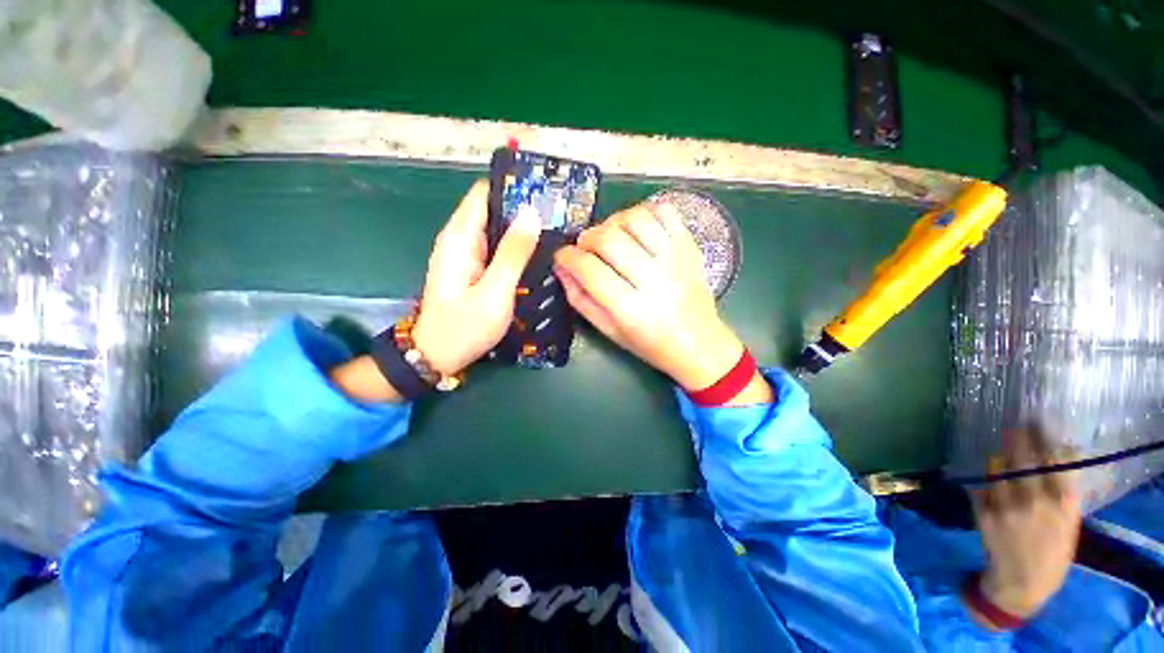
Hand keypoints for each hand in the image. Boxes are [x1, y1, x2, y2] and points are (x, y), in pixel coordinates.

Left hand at [412, 180, 540, 375]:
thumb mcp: (494, 291)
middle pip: (493, 210)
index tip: (544, 189)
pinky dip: (517, 247)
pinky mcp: (475, 270)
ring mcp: (468, 256)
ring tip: (555, 229)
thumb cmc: (463, 327)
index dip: (512, 187)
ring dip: (522, 228)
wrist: (438, 356)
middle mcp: (462, 241)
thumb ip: (513, 254)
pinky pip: (498, 249)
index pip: (484, 194)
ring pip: (498, 230)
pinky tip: (537, 252)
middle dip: (523, 208)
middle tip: (558, 213)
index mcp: (460, 238)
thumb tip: (531, 214)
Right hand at [554, 202, 769, 403]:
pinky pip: (665, 213)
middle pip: (610, 240)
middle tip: (585, 248)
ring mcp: (674, 259)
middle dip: (587, 238)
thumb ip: (581, 300)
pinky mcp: (689, 247)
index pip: (590, 270)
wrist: (698, 343)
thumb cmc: (649, 343)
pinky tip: (635, 229)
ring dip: (613, 222)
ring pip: (635, 219)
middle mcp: (653, 280)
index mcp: (630, 309)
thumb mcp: (609, 331)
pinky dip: (644, 212)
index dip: (568, 257)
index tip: (562, 256)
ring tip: (609, 236)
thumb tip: (562, 269)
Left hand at [969, 427, 1080, 625]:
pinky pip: (981, 483)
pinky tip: (984, 469)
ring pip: (998, 465)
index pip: (1053, 459)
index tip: (1036, 422)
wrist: (1021, 581)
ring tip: (1002, 447)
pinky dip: (984, 475)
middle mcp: (1034, 500)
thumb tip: (1060, 453)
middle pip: (1022, 457)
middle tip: (1015, 422)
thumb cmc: (1052, 552)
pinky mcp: (984, 510)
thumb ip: (1063, 489)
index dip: (1043, 437)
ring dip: (1000, 455)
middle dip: (1018, 436)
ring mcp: (1006, 504)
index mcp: (1062, 503)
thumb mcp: (1069, 522)